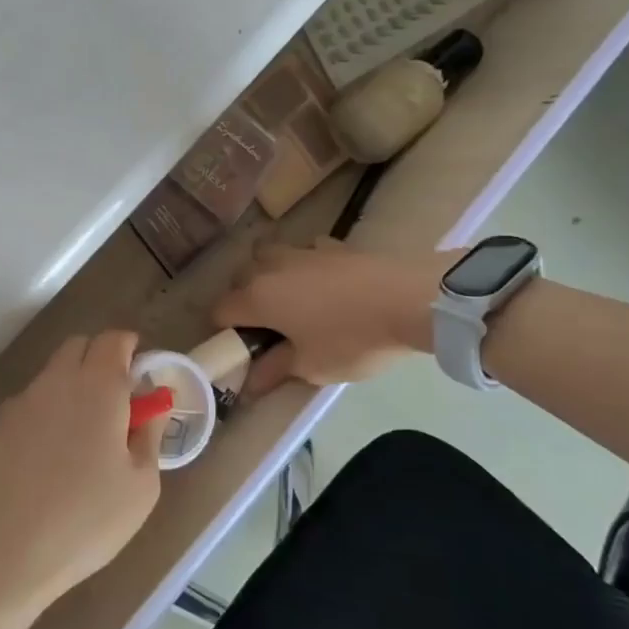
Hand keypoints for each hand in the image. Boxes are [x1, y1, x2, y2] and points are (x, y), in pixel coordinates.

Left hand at [0, 329, 158, 626]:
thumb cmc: (84, 522)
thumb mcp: (140, 488)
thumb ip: (149, 435)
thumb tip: (152, 406)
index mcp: (97, 387)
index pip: (114, 339)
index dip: (130, 348)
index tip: (140, 373)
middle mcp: (54, 382)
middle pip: (78, 347)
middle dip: (99, 360)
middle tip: (115, 402)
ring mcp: (17, 403)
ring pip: (50, 377)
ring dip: (69, 389)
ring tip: (78, 442)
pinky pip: (26, 408)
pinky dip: (42, 418)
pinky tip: (42, 464)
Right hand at [215, 242, 451, 388]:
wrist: (409, 299)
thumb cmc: (352, 338)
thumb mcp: (312, 366)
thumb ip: (275, 370)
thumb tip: (250, 384)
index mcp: (256, 298)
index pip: (220, 311)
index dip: (225, 333)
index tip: (244, 350)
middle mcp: (269, 268)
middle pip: (239, 278)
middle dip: (244, 299)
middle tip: (268, 327)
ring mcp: (301, 251)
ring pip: (268, 255)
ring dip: (269, 273)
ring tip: (291, 298)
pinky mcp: (332, 245)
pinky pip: (305, 251)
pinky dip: (306, 264)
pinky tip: (326, 282)